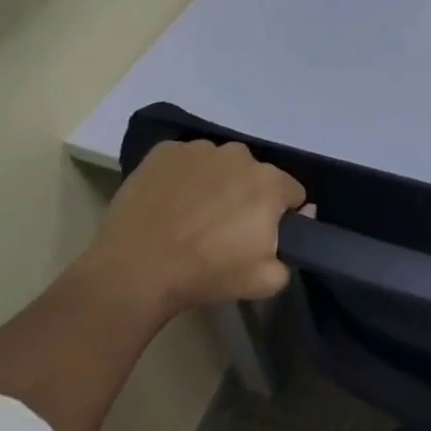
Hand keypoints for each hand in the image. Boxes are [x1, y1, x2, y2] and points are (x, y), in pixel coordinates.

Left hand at [81, 141, 306, 316]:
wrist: (135, 270)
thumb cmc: (206, 274)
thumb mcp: (266, 281)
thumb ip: (293, 253)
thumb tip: (295, 225)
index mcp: (270, 182)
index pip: (292, 193)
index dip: (282, 215)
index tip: (263, 236)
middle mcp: (240, 155)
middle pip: (256, 175)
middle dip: (249, 196)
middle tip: (226, 229)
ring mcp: (199, 149)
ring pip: (221, 165)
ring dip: (217, 183)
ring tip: (194, 216)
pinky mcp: (164, 151)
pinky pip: (186, 161)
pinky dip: (184, 177)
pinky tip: (170, 203)